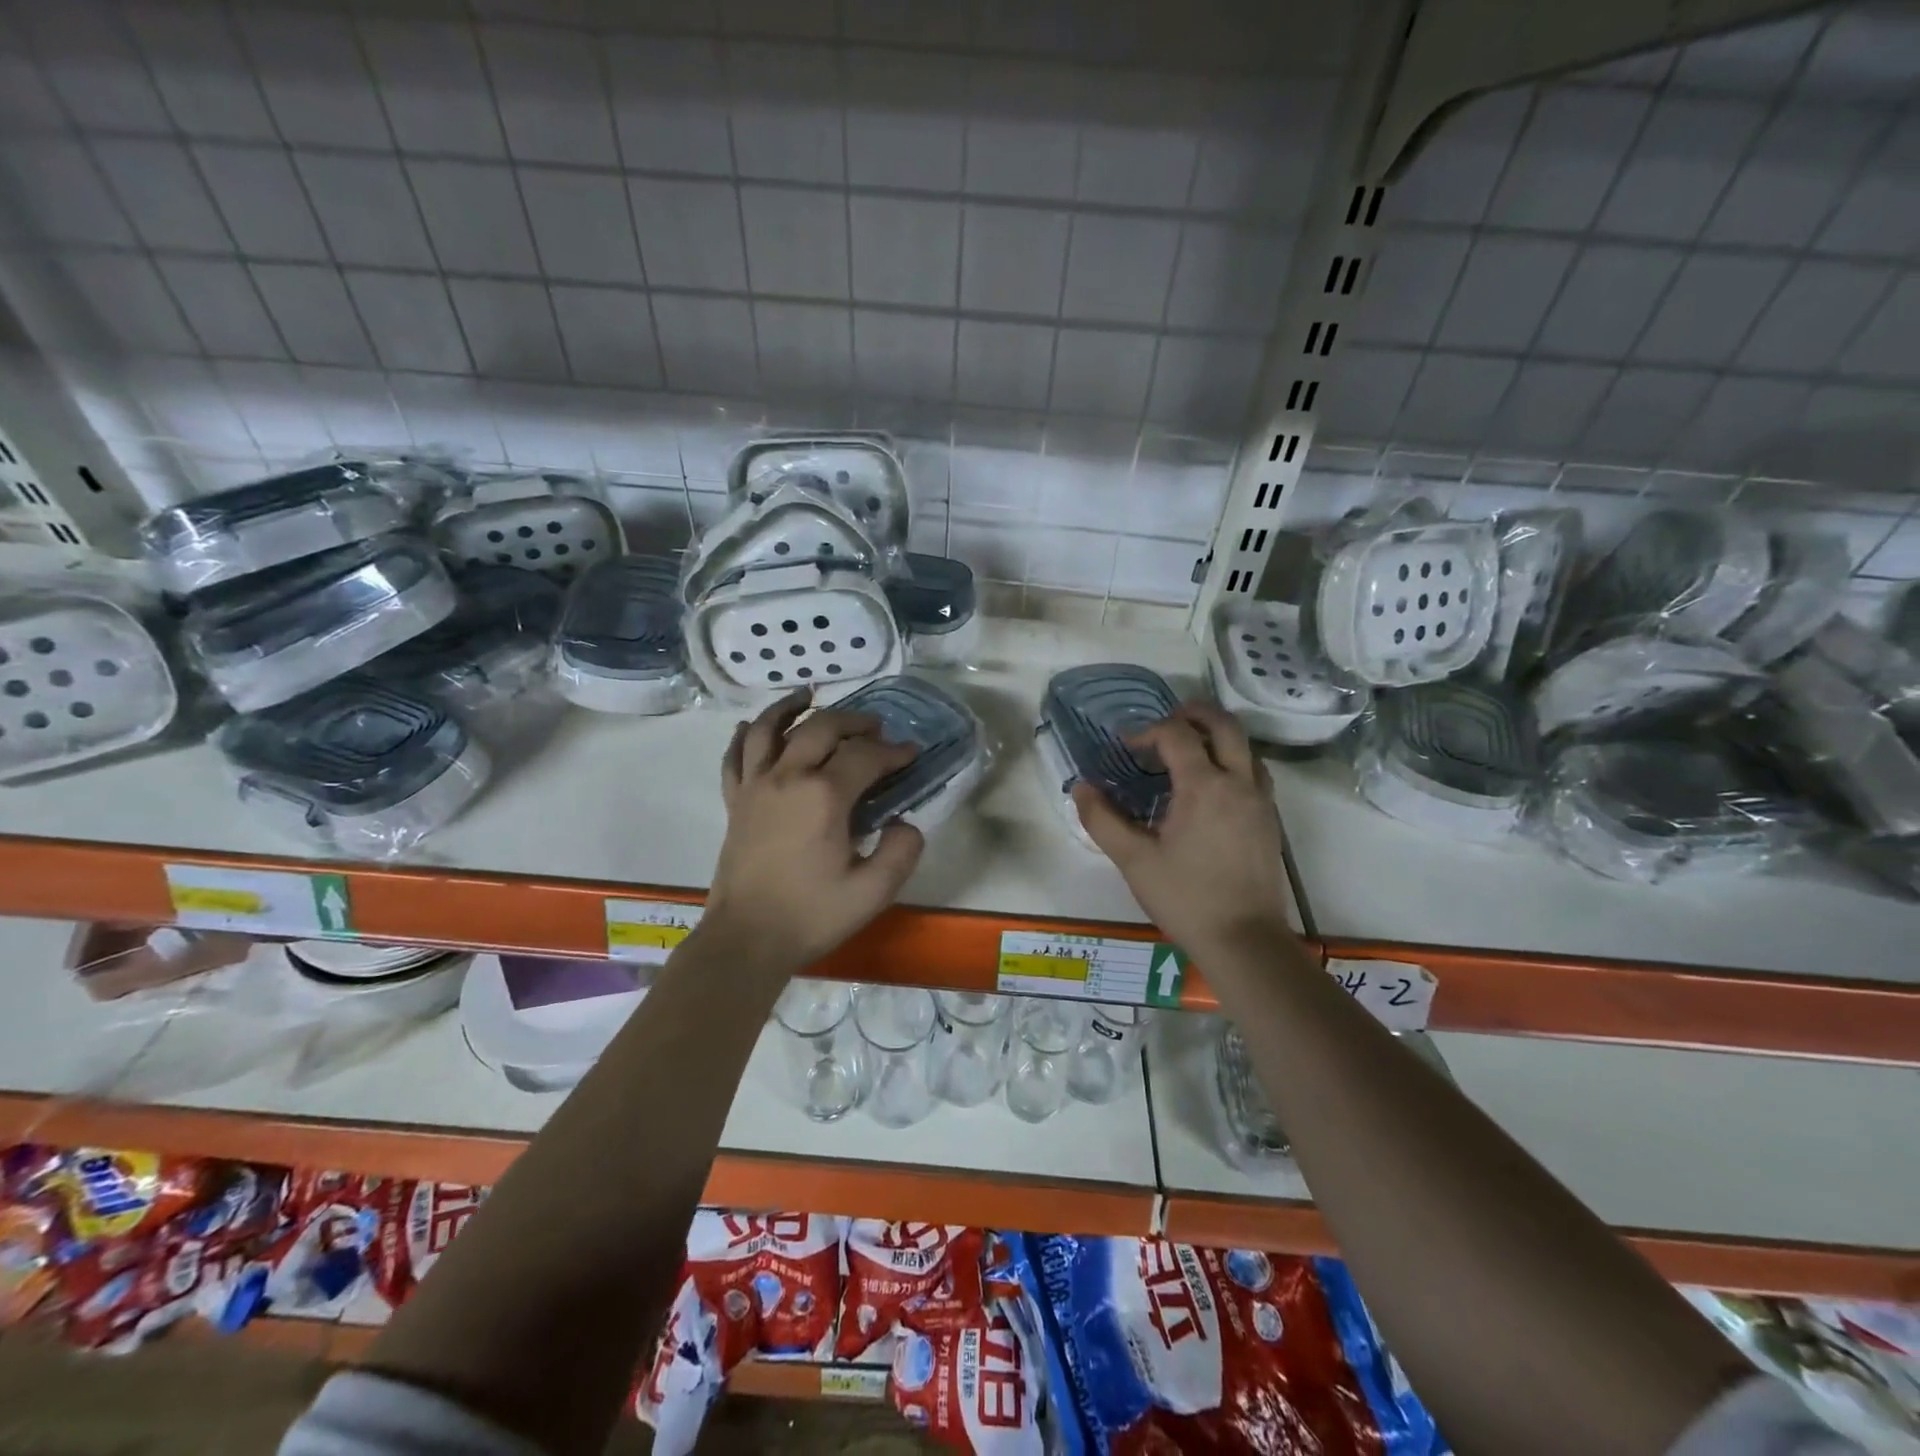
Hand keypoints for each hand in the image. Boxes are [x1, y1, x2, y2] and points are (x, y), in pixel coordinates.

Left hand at [702, 690, 924, 977]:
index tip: (911, 754)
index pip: (865, 756)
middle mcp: (787, 777)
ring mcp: (755, 786)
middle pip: (821, 727)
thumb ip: (901, 851)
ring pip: (770, 728)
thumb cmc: (812, 915)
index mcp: (824, 796)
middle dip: (854, 721)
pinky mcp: (735, 802)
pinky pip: (735, 757)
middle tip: (875, 727)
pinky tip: (752, 726)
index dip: (893, 751)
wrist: (747, 940)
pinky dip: (745, 736)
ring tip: (809, 694)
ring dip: (791, 707)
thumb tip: (905, 822)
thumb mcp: (873, 892)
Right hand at [1072, 703, 1293, 958]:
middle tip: (1163, 724)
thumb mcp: (1134, 860)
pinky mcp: (1270, 820)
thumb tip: (1080, 787)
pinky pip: (1254, 771)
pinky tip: (1210, 787)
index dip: (1147, 730)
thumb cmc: (1185, 898)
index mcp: (1204, 787)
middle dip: (1192, 714)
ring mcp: (1260, 800)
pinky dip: (1232, 761)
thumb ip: (1102, 819)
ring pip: (1245, 746)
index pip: (1176, 734)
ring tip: (1185, 753)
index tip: (1126, 746)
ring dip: (1215, 737)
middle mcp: (1238, 782)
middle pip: (1223, 724)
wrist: (1244, 940)